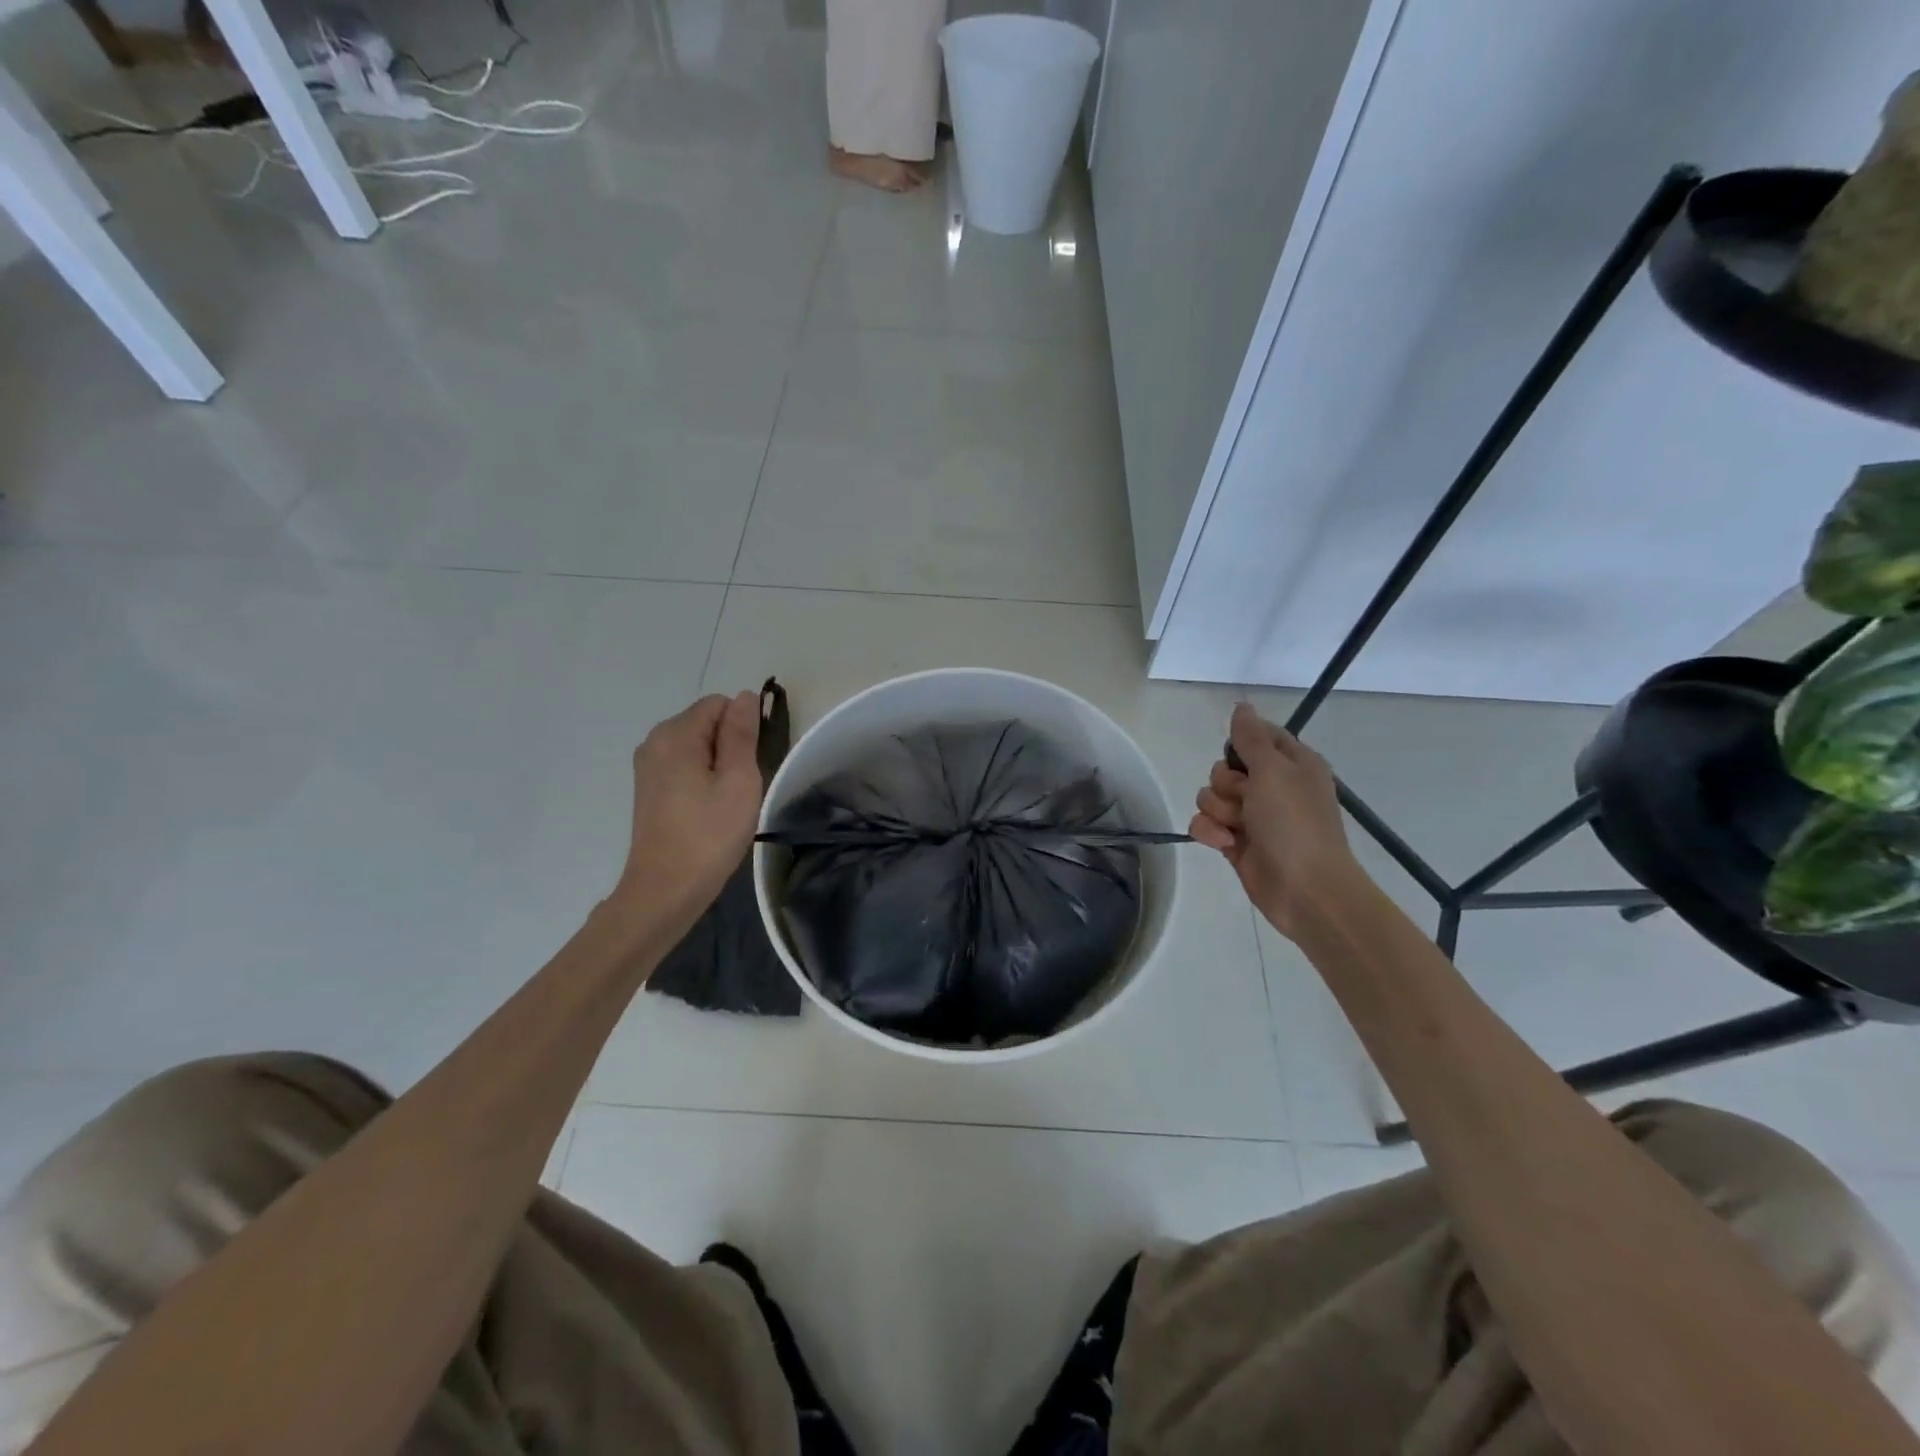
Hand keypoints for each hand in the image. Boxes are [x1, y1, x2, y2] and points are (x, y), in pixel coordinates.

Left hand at [612, 690, 764, 930]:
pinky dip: (702, 777)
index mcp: (675, 734)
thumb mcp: (738, 781)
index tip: (751, 764)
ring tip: (726, 800)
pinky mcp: (649, 787)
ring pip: (697, 745)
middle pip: (706, 721)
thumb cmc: (709, 835)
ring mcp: (648, 765)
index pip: (720, 704)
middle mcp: (654, 741)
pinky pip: (684, 764)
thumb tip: (745, 696)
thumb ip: (742, 734)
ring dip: (718, 764)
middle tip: (740, 787)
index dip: (743, 728)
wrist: (665, 889)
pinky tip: (709, 808)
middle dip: (730, 745)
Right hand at [1190, 703, 1365, 936]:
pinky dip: (1210, 832)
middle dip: (1226, 784)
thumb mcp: (1274, 771)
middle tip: (1247, 799)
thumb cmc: (1295, 824)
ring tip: (1238, 828)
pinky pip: (1206, 823)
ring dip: (1218, 811)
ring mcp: (1252, 816)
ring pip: (1210, 796)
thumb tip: (1241, 705)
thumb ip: (1251, 738)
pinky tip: (1225, 844)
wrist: (1304, 890)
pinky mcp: (1235, 841)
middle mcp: (1272, 786)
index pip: (1256, 736)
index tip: (1242, 758)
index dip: (1242, 744)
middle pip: (1225, 767)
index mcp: (1292, 764)